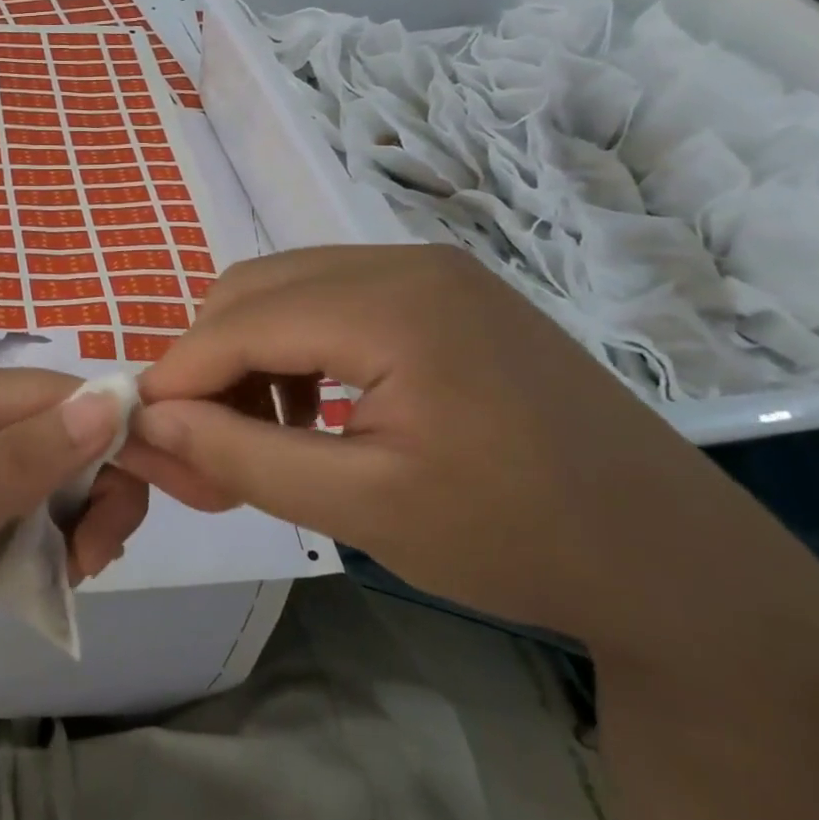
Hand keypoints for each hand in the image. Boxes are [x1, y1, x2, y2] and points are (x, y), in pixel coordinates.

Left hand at [0, 364, 146, 664]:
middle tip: (90, 564)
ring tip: (63, 575)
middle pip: (68, 430)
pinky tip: (40, 570)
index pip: (74, 396)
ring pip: (52, 468)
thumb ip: (21, 457)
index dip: (120, 443)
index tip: (129, 520)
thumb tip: (112, 399)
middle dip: (98, 490)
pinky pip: (21, 498)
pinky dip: (43, 532)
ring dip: (75, 517)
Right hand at [130, 246, 786, 655]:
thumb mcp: (358, 507)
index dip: (176, 377)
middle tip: (205, 444)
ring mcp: (430, 270)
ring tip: (259, 433)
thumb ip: (239, 455)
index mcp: (390, 304)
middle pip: (252, 290)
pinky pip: (331, 301)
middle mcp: (403, 261)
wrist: (674, 557)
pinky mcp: (445, 293)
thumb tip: (147, 422)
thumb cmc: (515, 538)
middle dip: (209, 363)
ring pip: (285, 291)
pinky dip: (295, 349)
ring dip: (248, 356)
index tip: (143, 437)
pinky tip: (313, 410)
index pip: (236, 323)